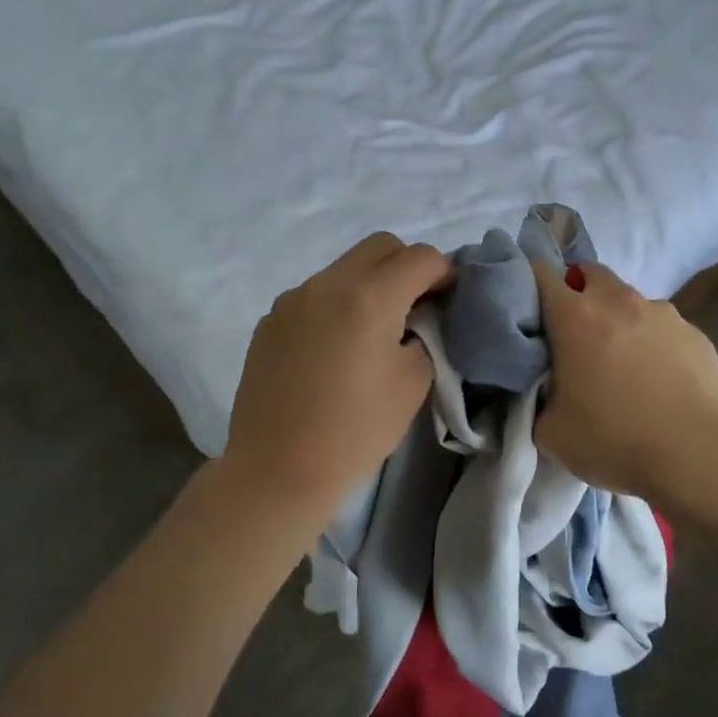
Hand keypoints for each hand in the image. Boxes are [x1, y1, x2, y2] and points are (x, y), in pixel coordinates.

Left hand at [223, 233, 449, 528]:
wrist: (278, 469)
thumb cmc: (356, 430)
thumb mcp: (413, 384)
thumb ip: (425, 337)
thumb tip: (418, 321)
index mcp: (369, 296)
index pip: (420, 257)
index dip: (444, 274)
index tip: (448, 301)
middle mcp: (327, 284)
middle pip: (379, 246)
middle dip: (406, 266)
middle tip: (415, 307)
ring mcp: (292, 300)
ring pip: (343, 269)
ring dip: (368, 285)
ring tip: (372, 333)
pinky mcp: (269, 322)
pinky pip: (314, 296)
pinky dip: (336, 306)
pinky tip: (334, 351)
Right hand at [531, 260, 717, 505]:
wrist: (699, 454)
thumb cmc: (615, 440)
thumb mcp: (552, 432)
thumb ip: (540, 400)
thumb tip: (547, 392)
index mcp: (575, 316)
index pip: (541, 274)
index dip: (529, 282)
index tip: (527, 306)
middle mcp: (618, 302)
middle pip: (590, 274)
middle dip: (578, 291)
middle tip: (573, 332)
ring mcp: (663, 314)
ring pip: (630, 301)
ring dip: (619, 320)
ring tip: (623, 364)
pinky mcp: (697, 333)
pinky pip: (663, 328)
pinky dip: (653, 343)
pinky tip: (660, 381)